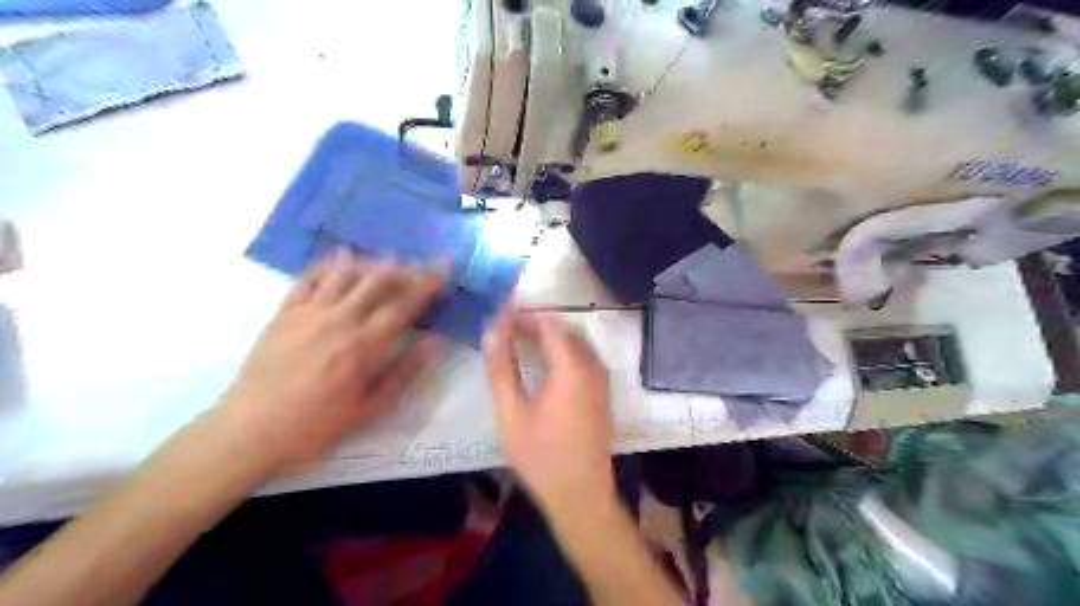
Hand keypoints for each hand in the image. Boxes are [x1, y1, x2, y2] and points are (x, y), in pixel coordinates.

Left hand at [217, 250, 441, 467]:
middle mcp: (339, 320)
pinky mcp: (285, 312)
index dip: (427, 284)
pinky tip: (343, 258)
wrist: (250, 430)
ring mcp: (309, 312)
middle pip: (378, 281)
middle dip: (406, 269)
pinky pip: (310, 277)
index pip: (403, 305)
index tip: (444, 270)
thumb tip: (434, 342)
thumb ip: (404, 372)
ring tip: (390, 261)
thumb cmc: (315, 425)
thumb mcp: (369, 409)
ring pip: (347, 273)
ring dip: (373, 263)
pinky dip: (330, 264)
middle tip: (421, 267)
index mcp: (363, 346)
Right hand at [482, 313, 615, 516]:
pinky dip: (565, 350)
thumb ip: (501, 368)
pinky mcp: (603, 393)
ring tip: (522, 340)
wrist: (580, 494)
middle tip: (508, 327)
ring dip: (552, 335)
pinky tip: (546, 363)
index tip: (500, 313)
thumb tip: (492, 330)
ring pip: (578, 342)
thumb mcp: (511, 413)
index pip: (549, 324)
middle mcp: (592, 367)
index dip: (524, 314)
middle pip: (566, 329)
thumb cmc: (541, 455)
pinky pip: (586, 357)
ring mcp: (602, 380)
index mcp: (571, 368)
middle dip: (537, 322)